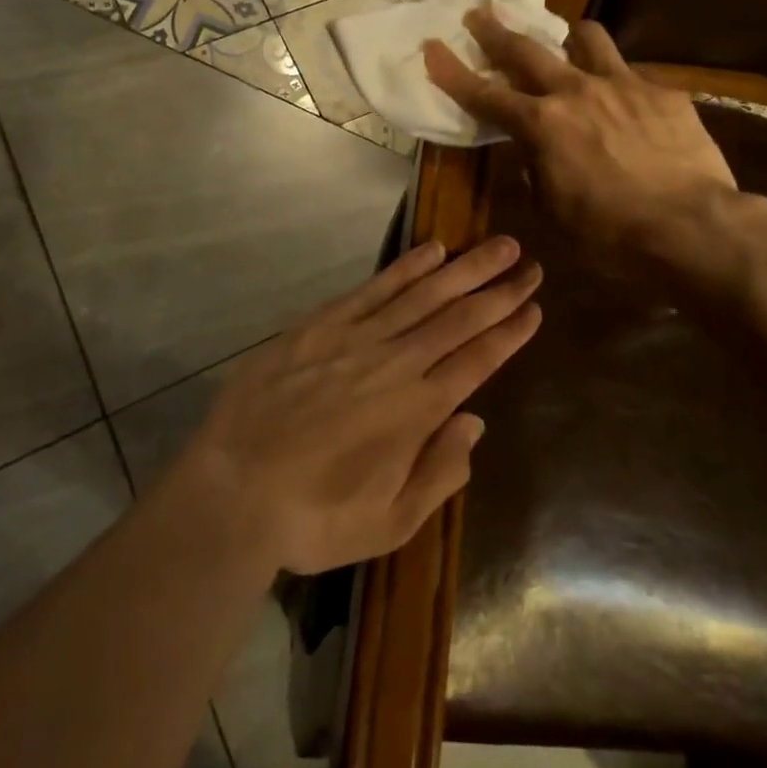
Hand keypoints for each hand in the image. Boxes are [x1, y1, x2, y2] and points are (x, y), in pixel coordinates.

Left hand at [169, 236, 541, 574]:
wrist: (232, 490)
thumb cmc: (314, 516)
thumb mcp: (390, 522)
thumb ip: (439, 472)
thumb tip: (474, 422)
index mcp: (418, 411)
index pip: (477, 360)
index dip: (509, 332)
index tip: (534, 307)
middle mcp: (396, 364)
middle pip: (460, 318)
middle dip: (500, 290)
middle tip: (530, 265)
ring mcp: (357, 338)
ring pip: (424, 294)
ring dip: (465, 268)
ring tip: (498, 245)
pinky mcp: (320, 325)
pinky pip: (374, 289)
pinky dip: (406, 268)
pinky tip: (432, 250)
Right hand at [423, 9, 738, 266]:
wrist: (693, 228)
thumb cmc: (611, 235)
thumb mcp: (554, 213)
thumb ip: (536, 174)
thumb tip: (535, 155)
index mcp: (542, 125)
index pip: (484, 95)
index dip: (453, 72)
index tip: (432, 47)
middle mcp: (576, 92)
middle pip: (527, 50)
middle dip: (497, 31)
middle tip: (480, 14)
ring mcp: (624, 85)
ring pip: (588, 38)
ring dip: (570, 37)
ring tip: (569, 42)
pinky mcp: (664, 93)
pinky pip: (634, 76)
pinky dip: (620, 85)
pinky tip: (631, 107)